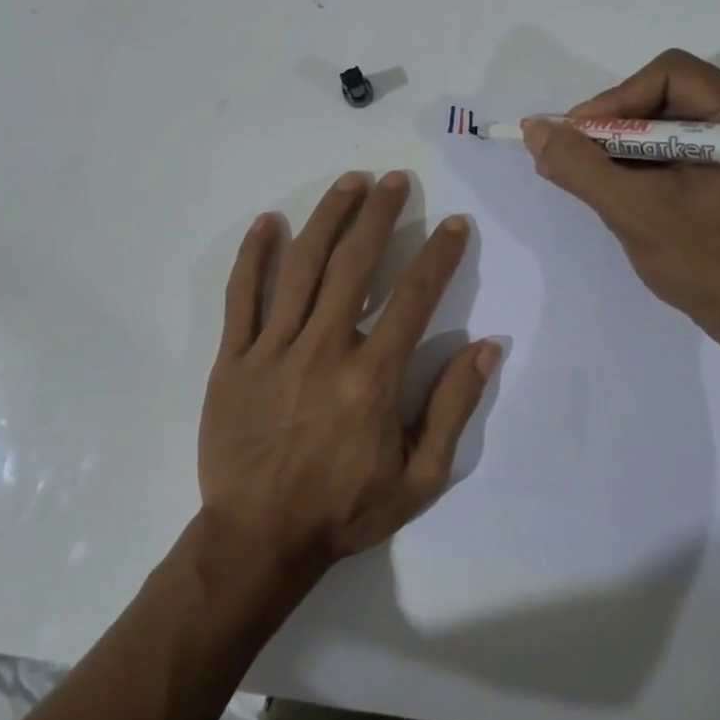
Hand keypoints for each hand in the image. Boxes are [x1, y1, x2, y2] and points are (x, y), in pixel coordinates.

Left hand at [199, 172, 499, 573]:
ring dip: (327, 219)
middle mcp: (323, 350)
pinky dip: (253, 257)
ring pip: (301, 268)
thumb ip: (452, 408)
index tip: (455, 223)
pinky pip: (241, 298)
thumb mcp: (420, 477)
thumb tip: (486, 347)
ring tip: (349, 182)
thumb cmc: (345, 509)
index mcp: (371, 378)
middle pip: (355, 265)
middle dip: (380, 215)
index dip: (439, 256)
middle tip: (396, 180)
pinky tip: (267, 223)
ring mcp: (272, 350)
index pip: (413, 298)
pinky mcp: (233, 359)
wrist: (259, 539)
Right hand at [524, 49, 719, 360]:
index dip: (613, 100)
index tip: (575, 138)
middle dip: (617, 126)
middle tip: (578, 158)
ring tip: (596, 178)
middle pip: (670, 95)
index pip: (669, 74)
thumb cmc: (707, 264)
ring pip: (672, 122)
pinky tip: (624, 190)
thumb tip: (536, 130)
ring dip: (628, 147)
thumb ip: (580, 166)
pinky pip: (684, 148)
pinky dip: (648, 163)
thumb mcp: (634, 211)